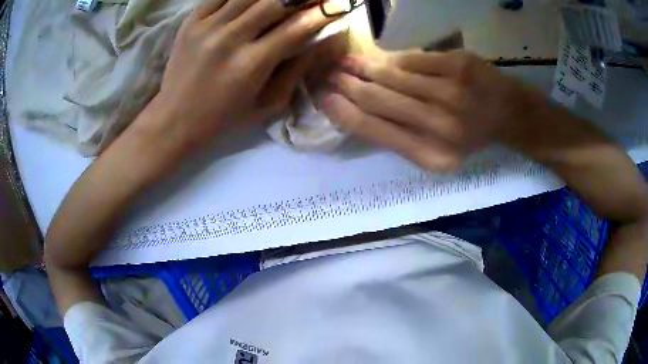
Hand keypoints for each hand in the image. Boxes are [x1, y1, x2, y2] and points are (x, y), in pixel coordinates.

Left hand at [140, 0, 336, 152]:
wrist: (174, 119)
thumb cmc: (223, 118)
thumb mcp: (267, 105)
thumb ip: (296, 71)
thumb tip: (323, 42)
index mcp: (251, 65)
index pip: (296, 27)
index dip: (321, 12)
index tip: (334, 6)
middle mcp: (230, 39)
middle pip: (274, 1)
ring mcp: (207, 26)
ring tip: (282, 1)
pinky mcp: (190, 22)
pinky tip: (249, 1)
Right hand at [320, 51, 545, 170]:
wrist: (508, 114)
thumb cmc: (469, 136)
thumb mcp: (435, 151)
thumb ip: (397, 135)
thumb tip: (352, 109)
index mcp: (433, 156)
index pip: (374, 130)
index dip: (343, 112)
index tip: (324, 99)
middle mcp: (442, 127)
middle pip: (378, 99)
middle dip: (347, 85)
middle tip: (329, 75)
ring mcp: (453, 92)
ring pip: (392, 75)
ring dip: (363, 67)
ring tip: (345, 63)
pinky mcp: (460, 65)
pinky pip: (413, 59)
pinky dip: (395, 60)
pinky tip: (383, 61)